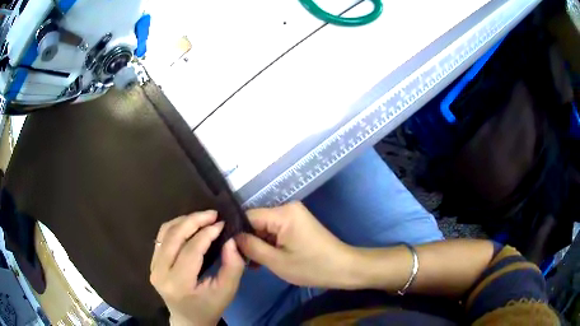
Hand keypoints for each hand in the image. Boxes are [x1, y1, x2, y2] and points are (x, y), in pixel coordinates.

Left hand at [150, 211, 244, 325]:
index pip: (191, 250)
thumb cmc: (209, 308)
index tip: (222, 223)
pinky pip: (161, 237)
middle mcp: (160, 272)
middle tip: (213, 214)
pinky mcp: (152, 263)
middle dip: (194, 220)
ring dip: (184, 221)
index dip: (207, 233)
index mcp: (178, 284)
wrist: (188, 320)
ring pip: (165, 232)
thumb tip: (230, 240)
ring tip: (203, 217)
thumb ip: (232, 266)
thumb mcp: (227, 291)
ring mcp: (153, 266)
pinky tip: (189, 225)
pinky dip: (176, 227)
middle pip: (174, 236)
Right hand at [236, 202, 355, 288]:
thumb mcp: (277, 261)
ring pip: (265, 227)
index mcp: (283, 213)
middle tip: (242, 261)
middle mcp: (288, 208)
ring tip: (254, 264)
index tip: (229, 249)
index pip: (248, 216)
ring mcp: (294, 216)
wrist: (344, 268)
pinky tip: (265, 259)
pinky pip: (276, 230)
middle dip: (249, 240)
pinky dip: (270, 244)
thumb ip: (251, 247)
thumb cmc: (312, 267)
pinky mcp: (298, 224)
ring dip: (259, 244)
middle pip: (257, 221)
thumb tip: (232, 238)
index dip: (237, 232)